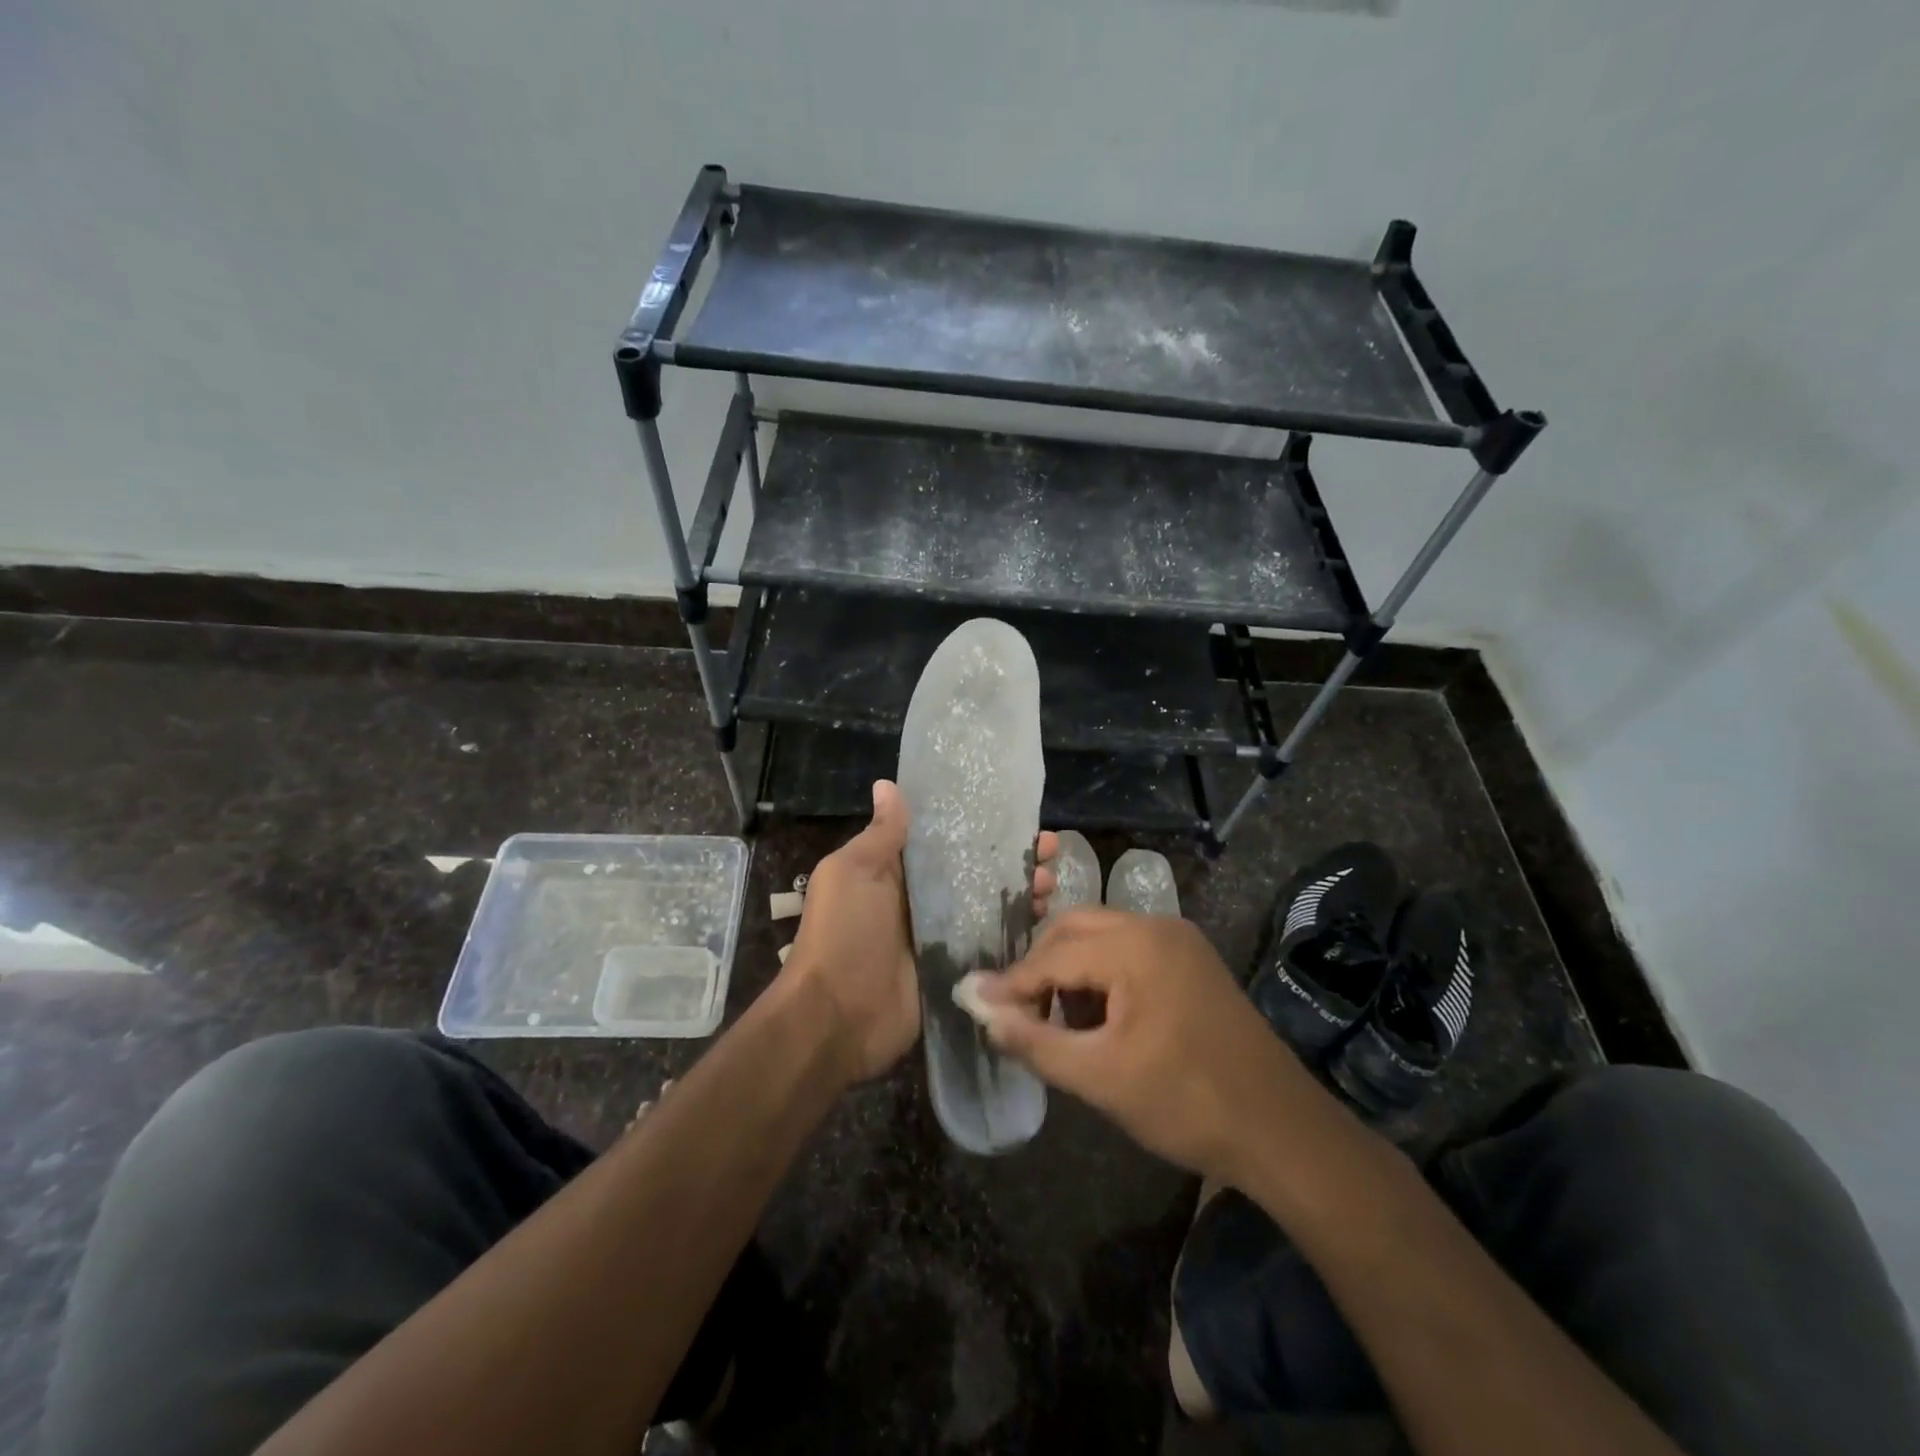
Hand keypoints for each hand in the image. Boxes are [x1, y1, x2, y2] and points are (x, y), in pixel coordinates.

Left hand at [783, 781, 1059, 1083]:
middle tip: (1050, 850)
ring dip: (1021, 893)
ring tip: (1051, 883)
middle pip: (975, 872)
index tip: (1018, 816)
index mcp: (895, 872)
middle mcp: (921, 900)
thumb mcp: (852, 873)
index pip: (946, 841)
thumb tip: (887, 785)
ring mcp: (940, 937)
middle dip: (1012, 859)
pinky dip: (1016, 932)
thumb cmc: (843, 934)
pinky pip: (990, 945)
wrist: (837, 1018)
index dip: (980, 827)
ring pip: (988, 906)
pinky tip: (1045, 920)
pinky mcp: (955, 970)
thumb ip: (880, 835)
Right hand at [970, 908, 1328, 1182]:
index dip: (1011, 982)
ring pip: (1101, 937)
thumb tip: (982, 1011)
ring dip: (1070, 970)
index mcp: (1135, 945)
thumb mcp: (1100, 1078)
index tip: (974, 1003)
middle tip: (1017, 1012)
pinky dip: (1101, 975)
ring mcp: (1178, 940)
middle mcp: (1156, 926)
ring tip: (1058, 1022)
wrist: (1280, 1129)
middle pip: (1075, 929)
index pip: (1053, 955)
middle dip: (1040, 968)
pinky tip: (1097, 1019)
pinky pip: (1128, 951)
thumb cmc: (1187, 1103)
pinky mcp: (1191, 960)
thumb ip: (1034, 1041)